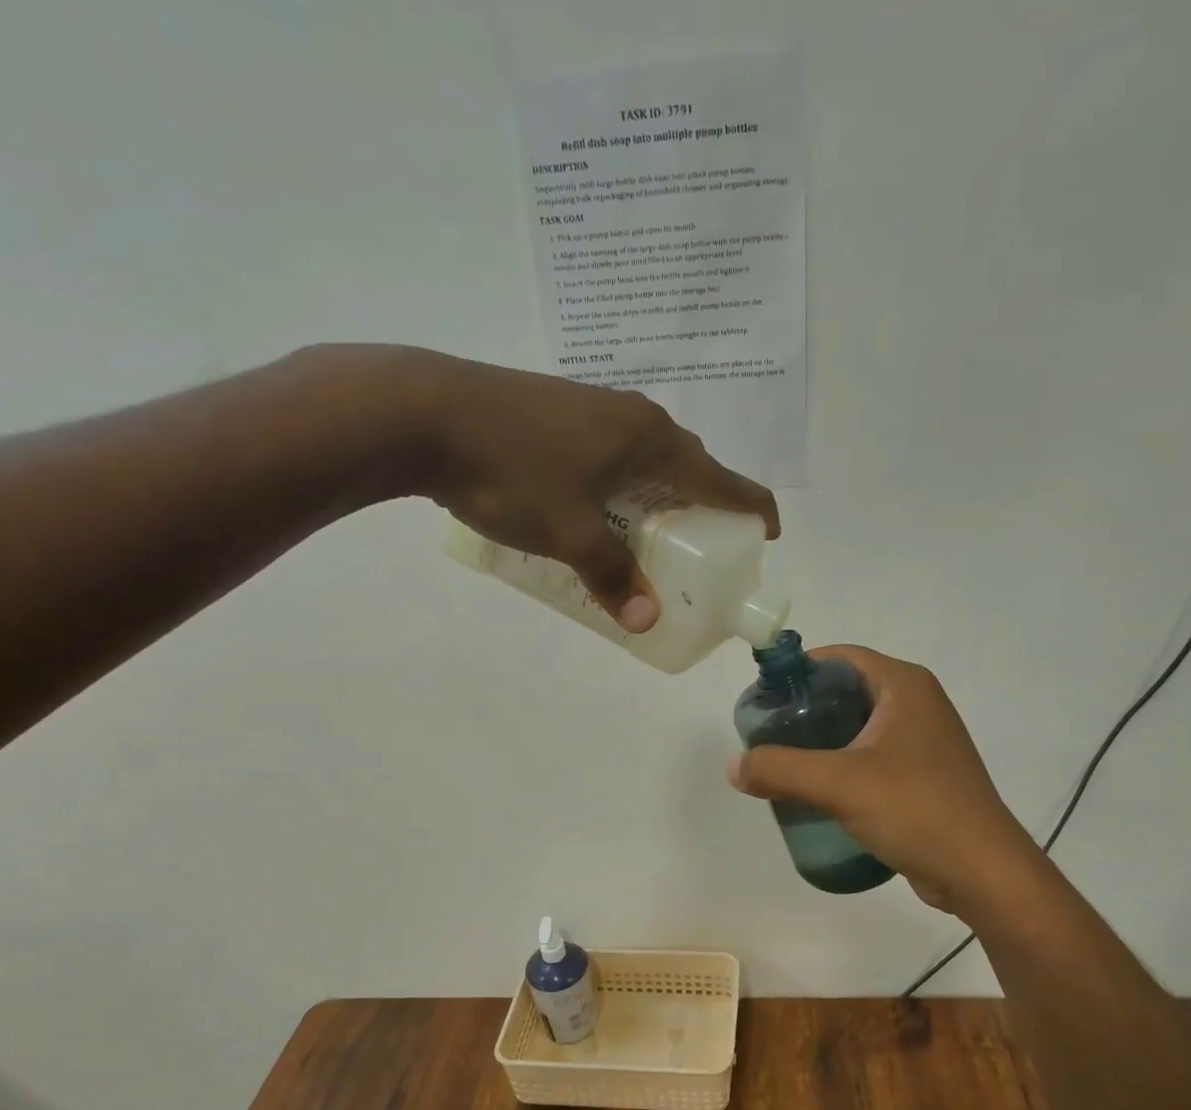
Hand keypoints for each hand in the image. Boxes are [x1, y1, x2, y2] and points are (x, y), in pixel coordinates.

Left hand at [356, 347, 778, 631]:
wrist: (423, 412)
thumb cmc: (511, 472)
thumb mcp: (568, 534)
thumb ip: (612, 575)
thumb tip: (646, 621)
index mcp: (650, 440)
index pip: (721, 476)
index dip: (751, 505)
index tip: (768, 533)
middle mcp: (631, 415)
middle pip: (687, 463)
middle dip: (703, 505)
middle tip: (700, 548)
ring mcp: (592, 407)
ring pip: (645, 456)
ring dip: (659, 494)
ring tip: (651, 534)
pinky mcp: (557, 410)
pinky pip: (612, 451)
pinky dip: (623, 483)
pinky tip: (599, 506)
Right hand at [727, 646, 1038, 913]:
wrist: (982, 873)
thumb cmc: (916, 810)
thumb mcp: (839, 784)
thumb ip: (780, 769)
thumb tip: (734, 765)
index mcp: (904, 686)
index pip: (840, 658)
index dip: (798, 671)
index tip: (763, 699)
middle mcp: (918, 704)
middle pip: (846, 693)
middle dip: (804, 712)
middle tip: (767, 737)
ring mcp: (925, 742)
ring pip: (858, 729)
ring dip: (821, 744)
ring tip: (784, 767)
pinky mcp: (924, 776)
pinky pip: (872, 759)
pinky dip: (842, 768)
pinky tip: (818, 794)